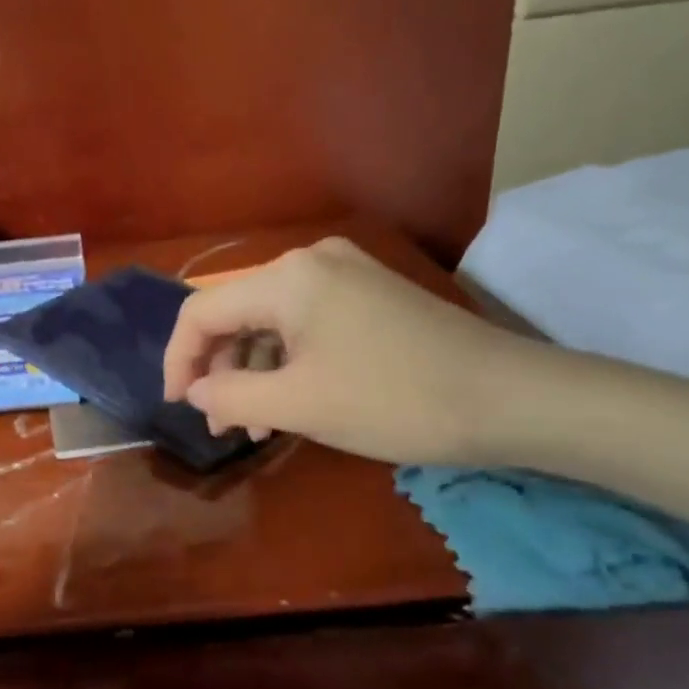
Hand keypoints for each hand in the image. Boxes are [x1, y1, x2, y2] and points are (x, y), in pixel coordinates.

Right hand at [162, 237, 530, 465]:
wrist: (511, 398)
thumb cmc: (394, 400)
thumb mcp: (298, 405)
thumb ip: (229, 395)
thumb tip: (194, 390)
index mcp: (286, 278)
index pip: (201, 311)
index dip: (178, 360)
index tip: (177, 407)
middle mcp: (310, 262)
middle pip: (235, 314)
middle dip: (219, 371)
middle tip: (223, 426)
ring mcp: (344, 276)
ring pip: (270, 324)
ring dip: (253, 374)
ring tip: (255, 426)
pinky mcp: (368, 297)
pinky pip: (304, 326)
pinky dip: (287, 364)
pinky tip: (290, 403)